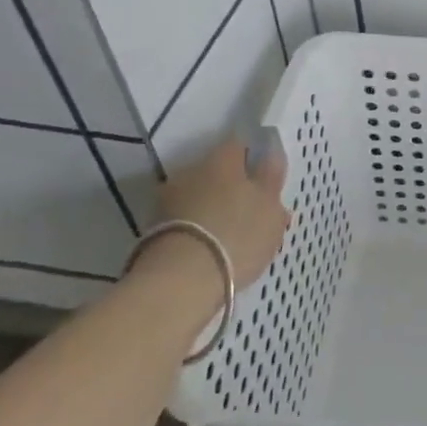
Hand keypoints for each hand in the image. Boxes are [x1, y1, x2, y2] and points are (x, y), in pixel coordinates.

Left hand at [152, 134, 290, 291]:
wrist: (181, 280)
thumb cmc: (237, 234)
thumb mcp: (271, 206)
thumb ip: (272, 178)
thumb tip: (271, 156)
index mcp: (223, 159)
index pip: (240, 145)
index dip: (254, 159)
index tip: (266, 180)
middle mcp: (192, 170)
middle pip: (218, 172)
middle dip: (233, 187)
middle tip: (253, 212)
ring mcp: (169, 200)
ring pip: (200, 197)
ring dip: (214, 209)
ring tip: (233, 237)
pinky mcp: (154, 229)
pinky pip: (185, 221)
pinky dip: (198, 229)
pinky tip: (212, 250)